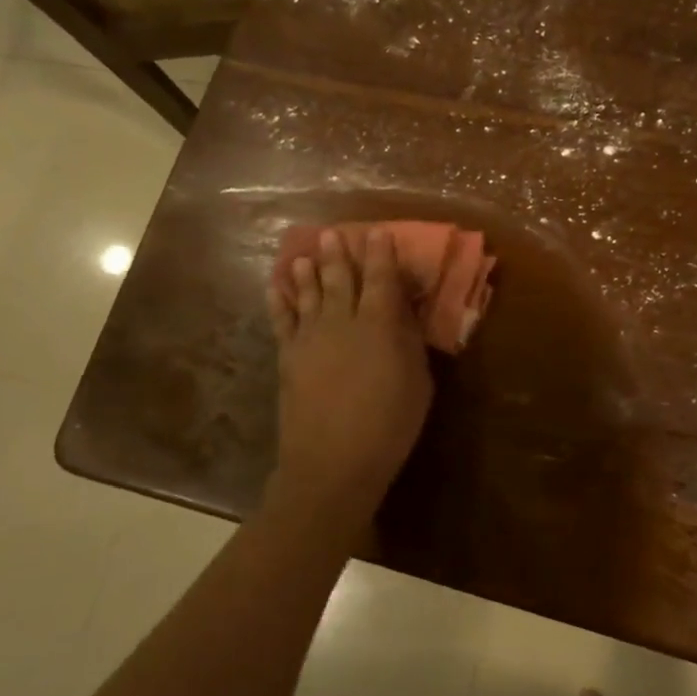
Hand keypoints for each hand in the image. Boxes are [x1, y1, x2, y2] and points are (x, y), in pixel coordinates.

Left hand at [265, 228, 432, 534]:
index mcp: (380, 325)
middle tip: (334, 233)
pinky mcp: (289, 357)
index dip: (381, 254)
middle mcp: (343, 322)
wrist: (333, 463)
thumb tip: (403, 313)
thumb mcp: (418, 382)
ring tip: (306, 252)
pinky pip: (283, 320)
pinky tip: (278, 286)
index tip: (378, 232)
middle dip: (339, 254)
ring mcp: (311, 338)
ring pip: (309, 294)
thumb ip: (409, 342)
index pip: (382, 279)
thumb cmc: (389, 425)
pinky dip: (280, 300)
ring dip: (308, 270)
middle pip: (341, 279)